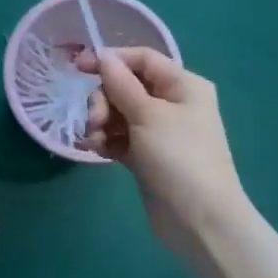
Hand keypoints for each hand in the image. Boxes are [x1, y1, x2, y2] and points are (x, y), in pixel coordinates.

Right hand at [78, 47, 246, 257]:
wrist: (199, 220)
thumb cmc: (179, 158)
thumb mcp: (148, 115)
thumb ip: (121, 84)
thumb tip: (104, 56)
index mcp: (183, 85)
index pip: (142, 59)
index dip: (110, 59)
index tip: (78, 68)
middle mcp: (172, 103)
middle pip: (125, 86)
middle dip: (104, 100)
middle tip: (94, 122)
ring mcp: (159, 131)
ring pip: (119, 112)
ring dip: (101, 122)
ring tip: (94, 141)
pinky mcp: (147, 155)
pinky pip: (120, 137)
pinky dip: (106, 140)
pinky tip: (97, 150)